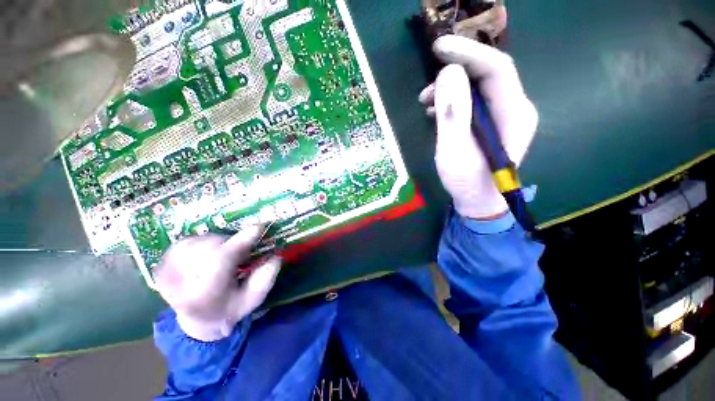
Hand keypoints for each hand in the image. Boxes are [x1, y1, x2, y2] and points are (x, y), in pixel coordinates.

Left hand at [154, 226, 280, 341]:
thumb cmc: (230, 308)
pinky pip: (184, 242)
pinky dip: (201, 242)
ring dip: (216, 243)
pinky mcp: (161, 267)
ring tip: (223, 255)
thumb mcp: (253, 298)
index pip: (220, 261)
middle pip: (208, 247)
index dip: (240, 241)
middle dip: (230, 244)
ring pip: (197, 241)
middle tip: (240, 252)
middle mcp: (181, 285)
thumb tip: (275, 256)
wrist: (197, 320)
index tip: (257, 227)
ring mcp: (167, 275)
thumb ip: (265, 279)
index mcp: (206, 296)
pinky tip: (207, 253)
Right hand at [419, 35, 537, 219]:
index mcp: (514, 114)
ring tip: (425, 101)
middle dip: (455, 71)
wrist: (478, 200)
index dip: (468, 53)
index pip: (497, 68)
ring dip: (450, 88)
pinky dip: (453, 100)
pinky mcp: (492, 122)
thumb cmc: (467, 182)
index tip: (439, 48)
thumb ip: (452, 116)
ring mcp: (504, 115)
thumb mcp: (453, 153)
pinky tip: (435, 110)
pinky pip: (473, 100)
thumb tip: (448, 75)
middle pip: (487, 74)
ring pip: (478, 86)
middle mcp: (515, 108)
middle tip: (427, 84)